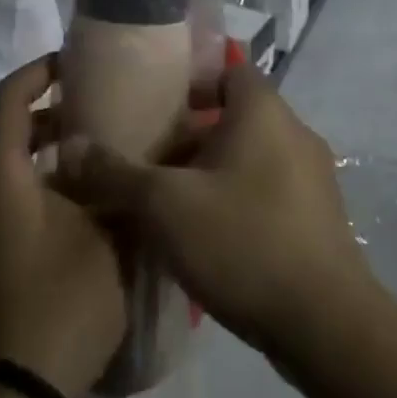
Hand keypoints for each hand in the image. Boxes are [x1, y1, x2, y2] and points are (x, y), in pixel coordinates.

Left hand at [0, 56, 126, 397]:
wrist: (25, 391)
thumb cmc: (64, 298)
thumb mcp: (106, 233)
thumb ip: (117, 182)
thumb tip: (131, 151)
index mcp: (1, 173)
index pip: (11, 96)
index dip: (41, 69)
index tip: (77, 59)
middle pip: (12, 127)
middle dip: (54, 107)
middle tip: (101, 101)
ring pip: (15, 163)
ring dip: (53, 146)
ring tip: (103, 143)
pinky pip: (16, 193)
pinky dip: (47, 178)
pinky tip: (90, 194)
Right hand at [55, 62, 373, 360]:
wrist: (328, 328)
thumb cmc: (244, 242)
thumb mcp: (165, 206)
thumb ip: (114, 173)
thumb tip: (68, 147)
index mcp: (263, 110)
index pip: (227, 68)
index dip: (189, 80)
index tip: (153, 103)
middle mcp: (294, 132)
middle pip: (234, 114)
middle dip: (190, 133)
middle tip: (148, 155)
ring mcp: (313, 177)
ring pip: (249, 155)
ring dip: (211, 170)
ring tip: (168, 199)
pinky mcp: (319, 219)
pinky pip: (267, 189)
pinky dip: (236, 198)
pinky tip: (206, 235)